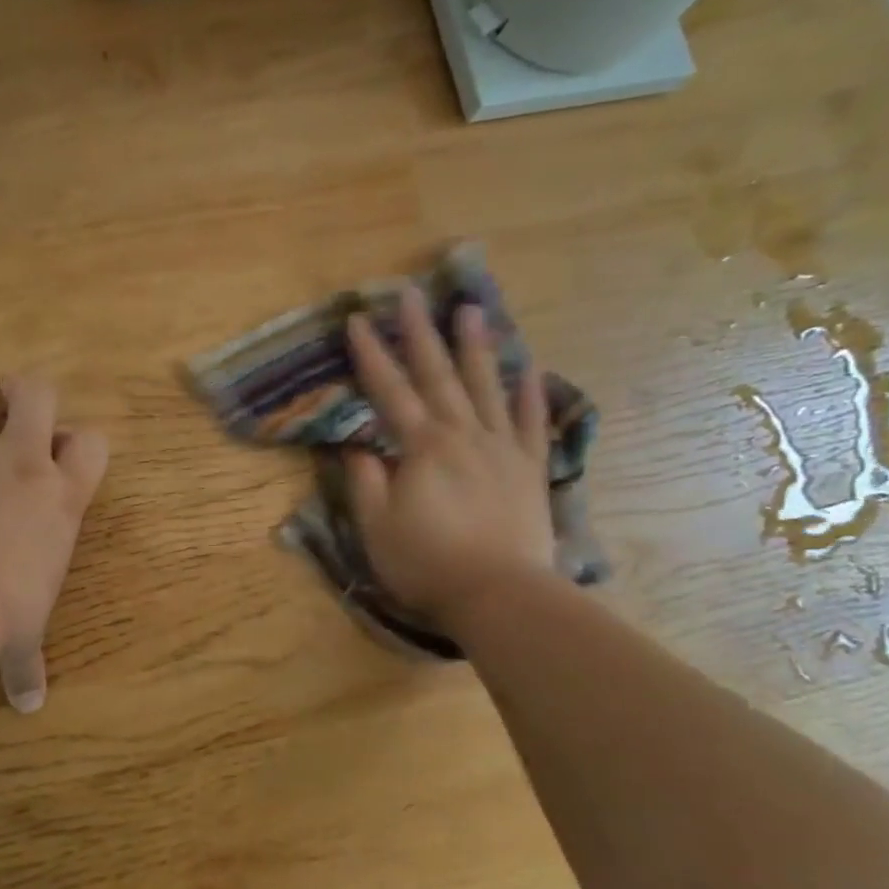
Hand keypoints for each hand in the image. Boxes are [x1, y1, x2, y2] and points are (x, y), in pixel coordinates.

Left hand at [0, 375, 108, 712]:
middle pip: (38, 394)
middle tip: (15, 396)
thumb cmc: (3, 613)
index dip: (84, 442)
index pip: (94, 445)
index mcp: (61, 498)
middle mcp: (22, 466)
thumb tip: (31, 706)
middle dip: (28, 391)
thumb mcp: (21, 638)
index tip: (69, 451)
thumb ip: (27, 665)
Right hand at [343, 284, 557, 632]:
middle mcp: (463, 434)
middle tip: (411, 293)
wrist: (500, 595)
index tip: (358, 319)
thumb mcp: (377, 526)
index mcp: (422, 447)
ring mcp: (501, 448)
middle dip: (420, 332)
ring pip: (487, 386)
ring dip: (476, 346)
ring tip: (471, 309)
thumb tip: (358, 447)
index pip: (390, 390)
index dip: (371, 354)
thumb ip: (365, 481)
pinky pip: (530, 422)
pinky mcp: (529, 469)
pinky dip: (529, 393)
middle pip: (438, 374)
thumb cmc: (427, 563)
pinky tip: (528, 368)